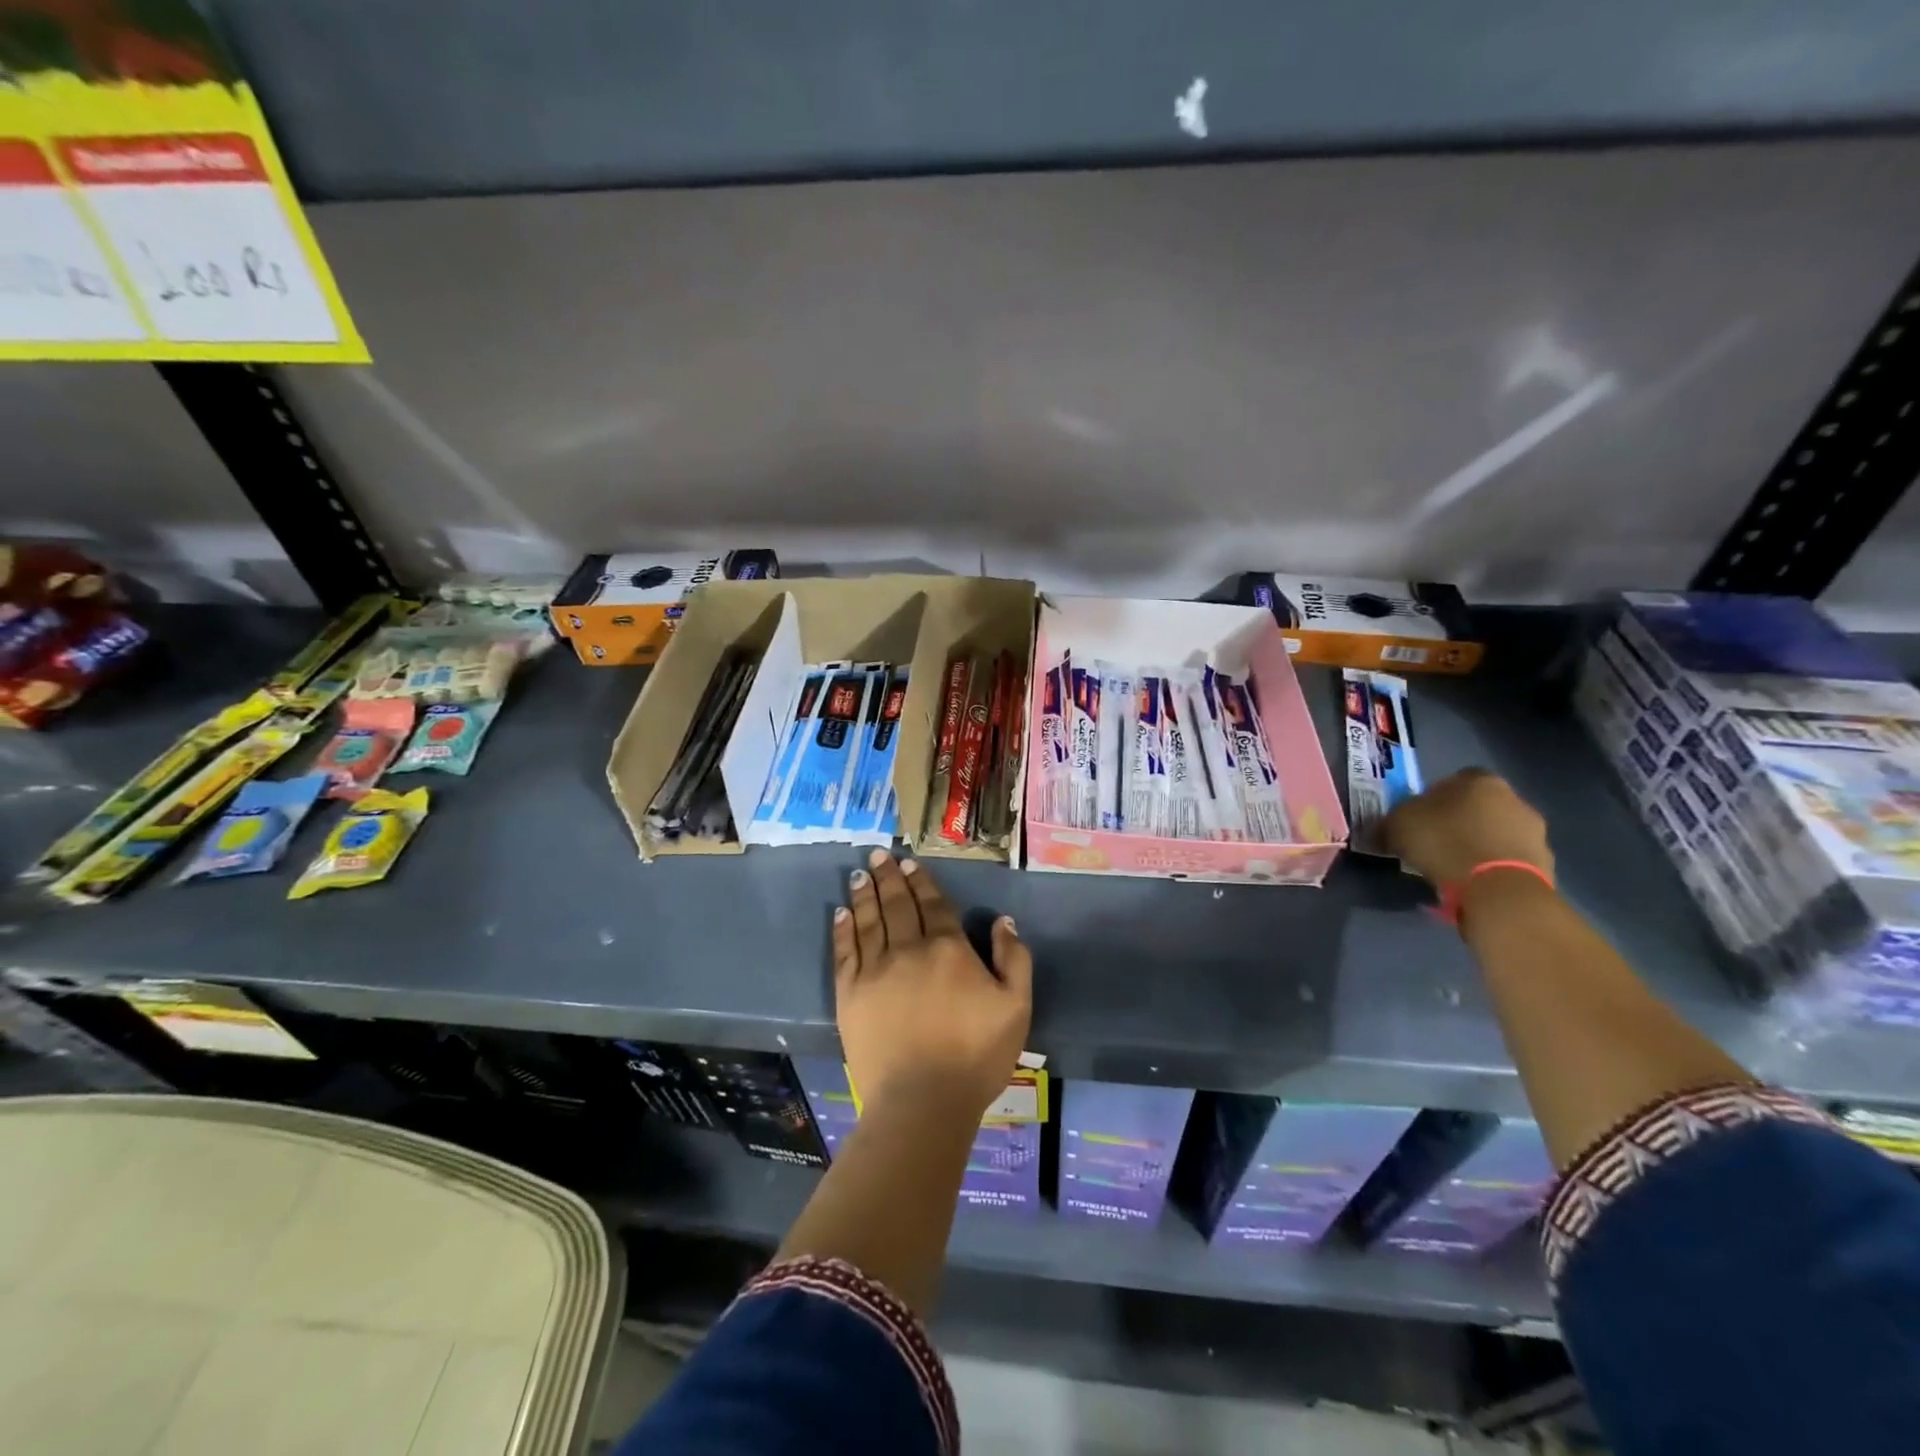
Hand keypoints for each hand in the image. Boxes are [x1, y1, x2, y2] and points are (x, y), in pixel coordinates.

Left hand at [833, 849, 1032, 1122]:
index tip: (909, 863)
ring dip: (864, 893)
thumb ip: (1014, 958)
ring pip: (868, 920)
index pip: (932, 904)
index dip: (921, 881)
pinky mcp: (850, 994)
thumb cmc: (976, 1055)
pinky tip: (841, 912)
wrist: (923, 1101)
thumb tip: (1004, 921)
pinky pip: (845, 951)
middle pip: (896, 904)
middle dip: (888, 876)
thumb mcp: (1016, 1007)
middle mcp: (908, 949)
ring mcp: (875, 970)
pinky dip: (843, 929)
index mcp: (948, 948)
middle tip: (878, 854)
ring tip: (858, 873)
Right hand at [1383, 769, 1553, 886]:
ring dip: (1478, 845)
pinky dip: (1492, 868)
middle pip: (1479, 806)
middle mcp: (1514, 799)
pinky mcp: (1545, 865)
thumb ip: (1392, 820)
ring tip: (1453, 868)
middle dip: (1459, 821)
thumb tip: (1384, 827)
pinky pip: (1508, 861)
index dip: (1432, 798)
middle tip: (1434, 843)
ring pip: (1496, 833)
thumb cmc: (1444, 843)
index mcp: (1479, 780)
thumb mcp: (1397, 825)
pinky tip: (1473, 883)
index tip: (1418, 819)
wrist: (1498, 889)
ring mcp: (1535, 832)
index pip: (1453, 780)